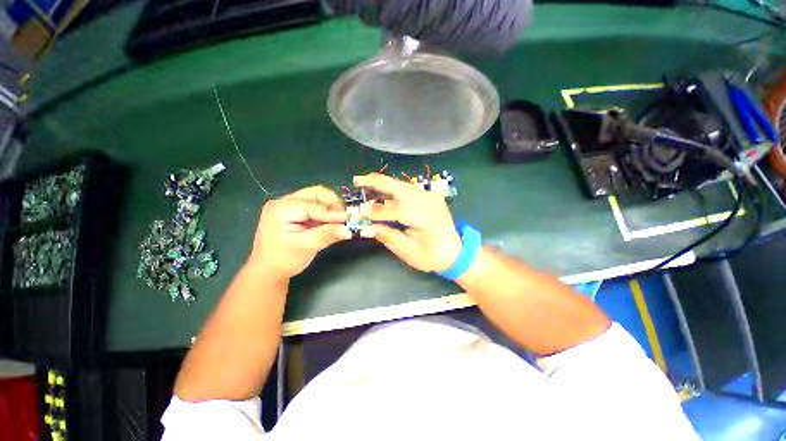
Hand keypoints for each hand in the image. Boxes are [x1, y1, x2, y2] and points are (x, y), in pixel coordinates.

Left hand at [249, 186, 350, 281]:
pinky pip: (315, 204)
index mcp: (282, 208)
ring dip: (331, 206)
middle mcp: (285, 201)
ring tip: (340, 219)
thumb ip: (328, 235)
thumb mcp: (307, 247)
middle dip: (334, 204)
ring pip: (317, 197)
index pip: (315, 205)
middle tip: (345, 217)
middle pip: (316, 193)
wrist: (267, 270)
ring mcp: (289, 204)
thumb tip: (349, 230)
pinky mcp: (295, 210)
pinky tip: (333, 220)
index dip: (334, 212)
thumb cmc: (283, 260)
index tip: (351, 218)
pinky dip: (327, 211)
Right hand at [353, 173, 460, 272]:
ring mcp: (431, 197)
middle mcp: (428, 202)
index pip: (395, 210)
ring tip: (366, 181)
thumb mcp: (409, 252)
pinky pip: (409, 189)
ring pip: (403, 185)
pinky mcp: (430, 196)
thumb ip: (388, 236)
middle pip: (399, 188)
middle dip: (377, 182)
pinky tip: (384, 189)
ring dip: (384, 183)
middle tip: (357, 180)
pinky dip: (394, 187)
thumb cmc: (432, 255)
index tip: (359, 210)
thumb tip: (366, 227)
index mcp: (424, 218)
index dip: (376, 211)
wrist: (455, 252)